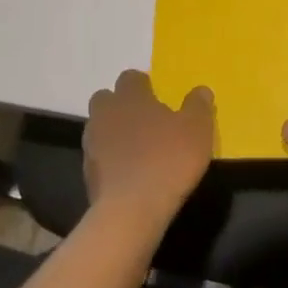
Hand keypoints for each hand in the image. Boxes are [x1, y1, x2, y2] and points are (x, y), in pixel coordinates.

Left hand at [84, 71, 214, 224]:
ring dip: (114, 131)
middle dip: (121, 104)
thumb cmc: (168, 159)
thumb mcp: (197, 129)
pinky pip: (99, 156)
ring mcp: (92, 144)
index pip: (130, 78)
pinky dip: (111, 159)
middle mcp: (105, 114)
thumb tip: (200, 90)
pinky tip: (130, 172)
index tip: (157, 95)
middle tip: (144, 119)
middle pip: (106, 99)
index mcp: (130, 97)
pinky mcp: (87, 173)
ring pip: (100, 127)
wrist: (131, 209)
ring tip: (138, 147)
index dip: (143, 84)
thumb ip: (198, 105)